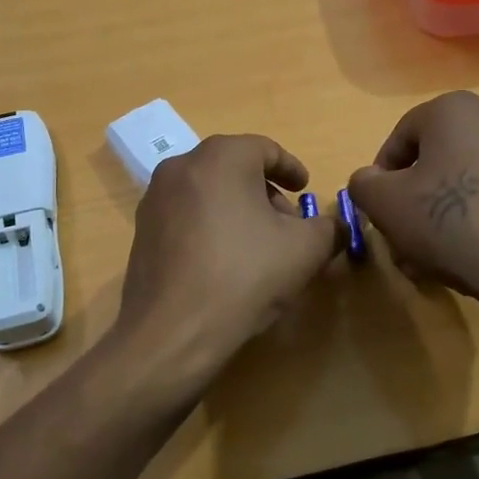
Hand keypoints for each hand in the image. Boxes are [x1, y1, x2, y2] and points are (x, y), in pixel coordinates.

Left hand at [111, 135, 342, 390]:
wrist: (173, 330)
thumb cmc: (245, 275)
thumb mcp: (305, 250)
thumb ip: (329, 229)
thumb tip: (336, 227)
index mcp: (221, 157)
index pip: (265, 149)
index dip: (291, 169)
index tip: (306, 190)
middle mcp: (182, 166)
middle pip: (234, 168)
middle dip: (265, 193)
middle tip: (287, 225)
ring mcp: (155, 198)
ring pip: (208, 191)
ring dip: (238, 210)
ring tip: (258, 247)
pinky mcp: (142, 230)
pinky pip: (186, 215)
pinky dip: (210, 226)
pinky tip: (224, 263)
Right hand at [347, 92, 478, 320]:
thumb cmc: (449, 222)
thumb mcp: (384, 204)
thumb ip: (364, 184)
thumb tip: (371, 180)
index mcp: (455, 109)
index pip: (401, 138)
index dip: (382, 176)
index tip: (380, 209)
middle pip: (437, 158)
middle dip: (415, 196)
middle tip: (404, 233)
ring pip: (467, 178)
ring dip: (444, 210)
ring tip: (432, 252)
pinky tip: (469, 251)